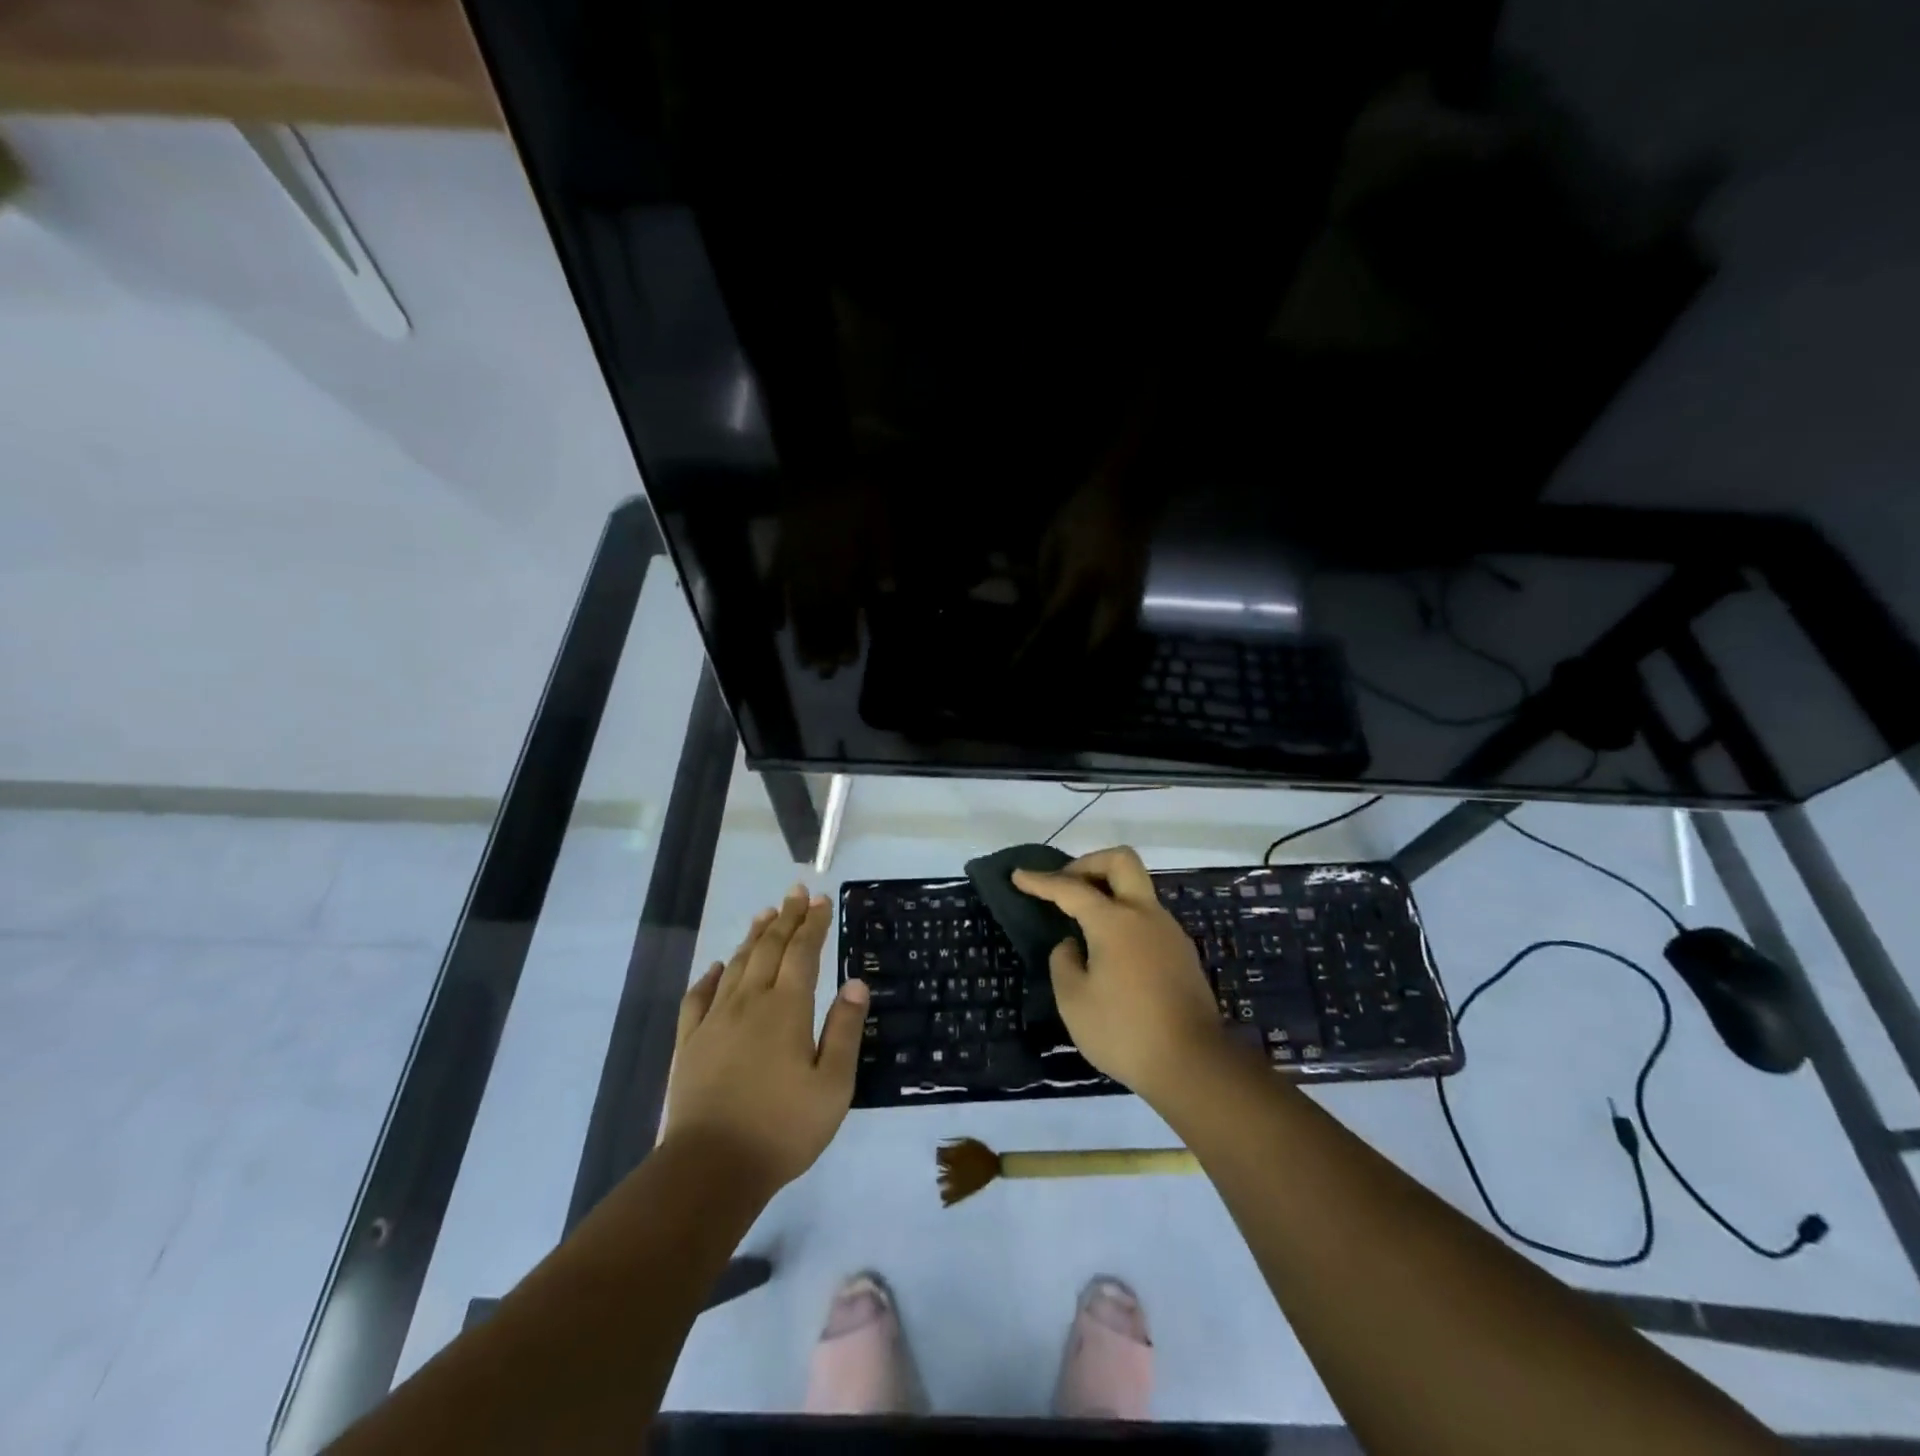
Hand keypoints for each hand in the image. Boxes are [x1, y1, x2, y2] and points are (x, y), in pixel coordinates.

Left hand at [664, 885, 869, 1196]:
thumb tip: (856, 983)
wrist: (710, 1169)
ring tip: (765, 915)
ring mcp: (714, 1021)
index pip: (803, 953)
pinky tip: (716, 967)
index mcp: (786, 1009)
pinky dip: (709, 977)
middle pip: (769, 948)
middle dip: (786, 918)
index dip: (813, 924)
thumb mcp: (832, 1085)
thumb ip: (844, 1030)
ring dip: (753, 937)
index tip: (821, 899)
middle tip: (796, 892)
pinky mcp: (689, 1044)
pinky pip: (697, 998)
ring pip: (736, 966)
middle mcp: (749, 1003)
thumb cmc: (782, 1128)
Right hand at [1012, 846, 1227, 1103]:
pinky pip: (1147, 918)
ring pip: (1137, 890)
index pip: (1071, 888)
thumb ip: (1064, 962)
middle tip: (1065, 885)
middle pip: (1121, 861)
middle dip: (1088, 863)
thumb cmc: (1124, 1031)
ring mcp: (1169, 932)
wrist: (1193, 1065)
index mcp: (1115, 921)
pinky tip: (1110, 951)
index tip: (1018, 876)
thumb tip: (1073, 945)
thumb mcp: (1073, 1001)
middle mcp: (1146, 915)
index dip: (1041, 881)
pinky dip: (1123, 918)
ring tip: (1083, 924)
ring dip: (1108, 892)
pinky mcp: (1182, 954)